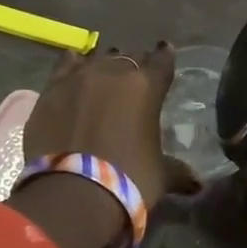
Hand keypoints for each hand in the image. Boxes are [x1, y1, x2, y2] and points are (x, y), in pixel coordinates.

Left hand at [21, 43, 199, 207]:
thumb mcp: (161, 175)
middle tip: (135, 78)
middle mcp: (114, 72)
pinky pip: (65, 66)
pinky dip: (73, 67)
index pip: (162, 60)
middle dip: (134, 65)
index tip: (165, 54)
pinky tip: (75, 70)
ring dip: (103, 65)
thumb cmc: (129, 179)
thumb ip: (178, 172)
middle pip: (128, 57)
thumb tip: (197, 185)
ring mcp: (78, 78)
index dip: (164, 58)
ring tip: (104, 76)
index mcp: (147, 86)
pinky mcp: (49, 90)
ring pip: (96, 59)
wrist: (72, 193)